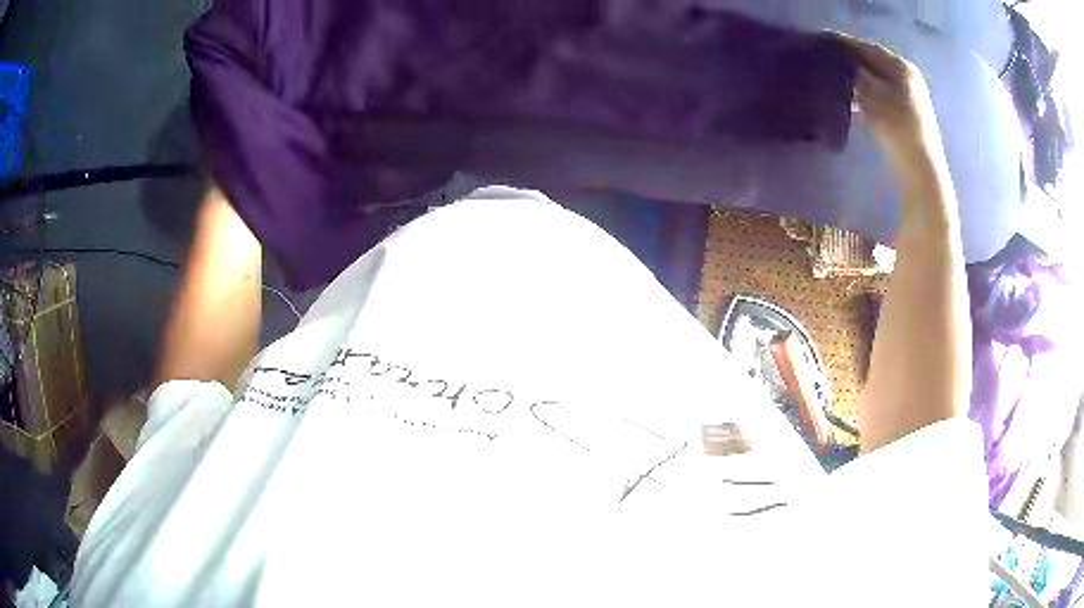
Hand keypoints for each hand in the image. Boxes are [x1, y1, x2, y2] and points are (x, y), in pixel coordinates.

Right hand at [835, 34, 947, 187]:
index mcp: (902, 67)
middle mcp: (907, 76)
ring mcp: (909, 95)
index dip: (844, 43)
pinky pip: (880, 93)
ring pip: (876, 78)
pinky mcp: (906, 112)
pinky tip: (851, 99)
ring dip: (856, 78)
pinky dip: (865, 92)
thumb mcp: (873, 97)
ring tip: (833, 79)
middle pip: (872, 61)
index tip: (821, 41)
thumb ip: (855, 75)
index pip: (867, 47)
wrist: (921, 170)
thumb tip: (839, 61)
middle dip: (849, 60)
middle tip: (825, 60)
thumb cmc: (899, 129)